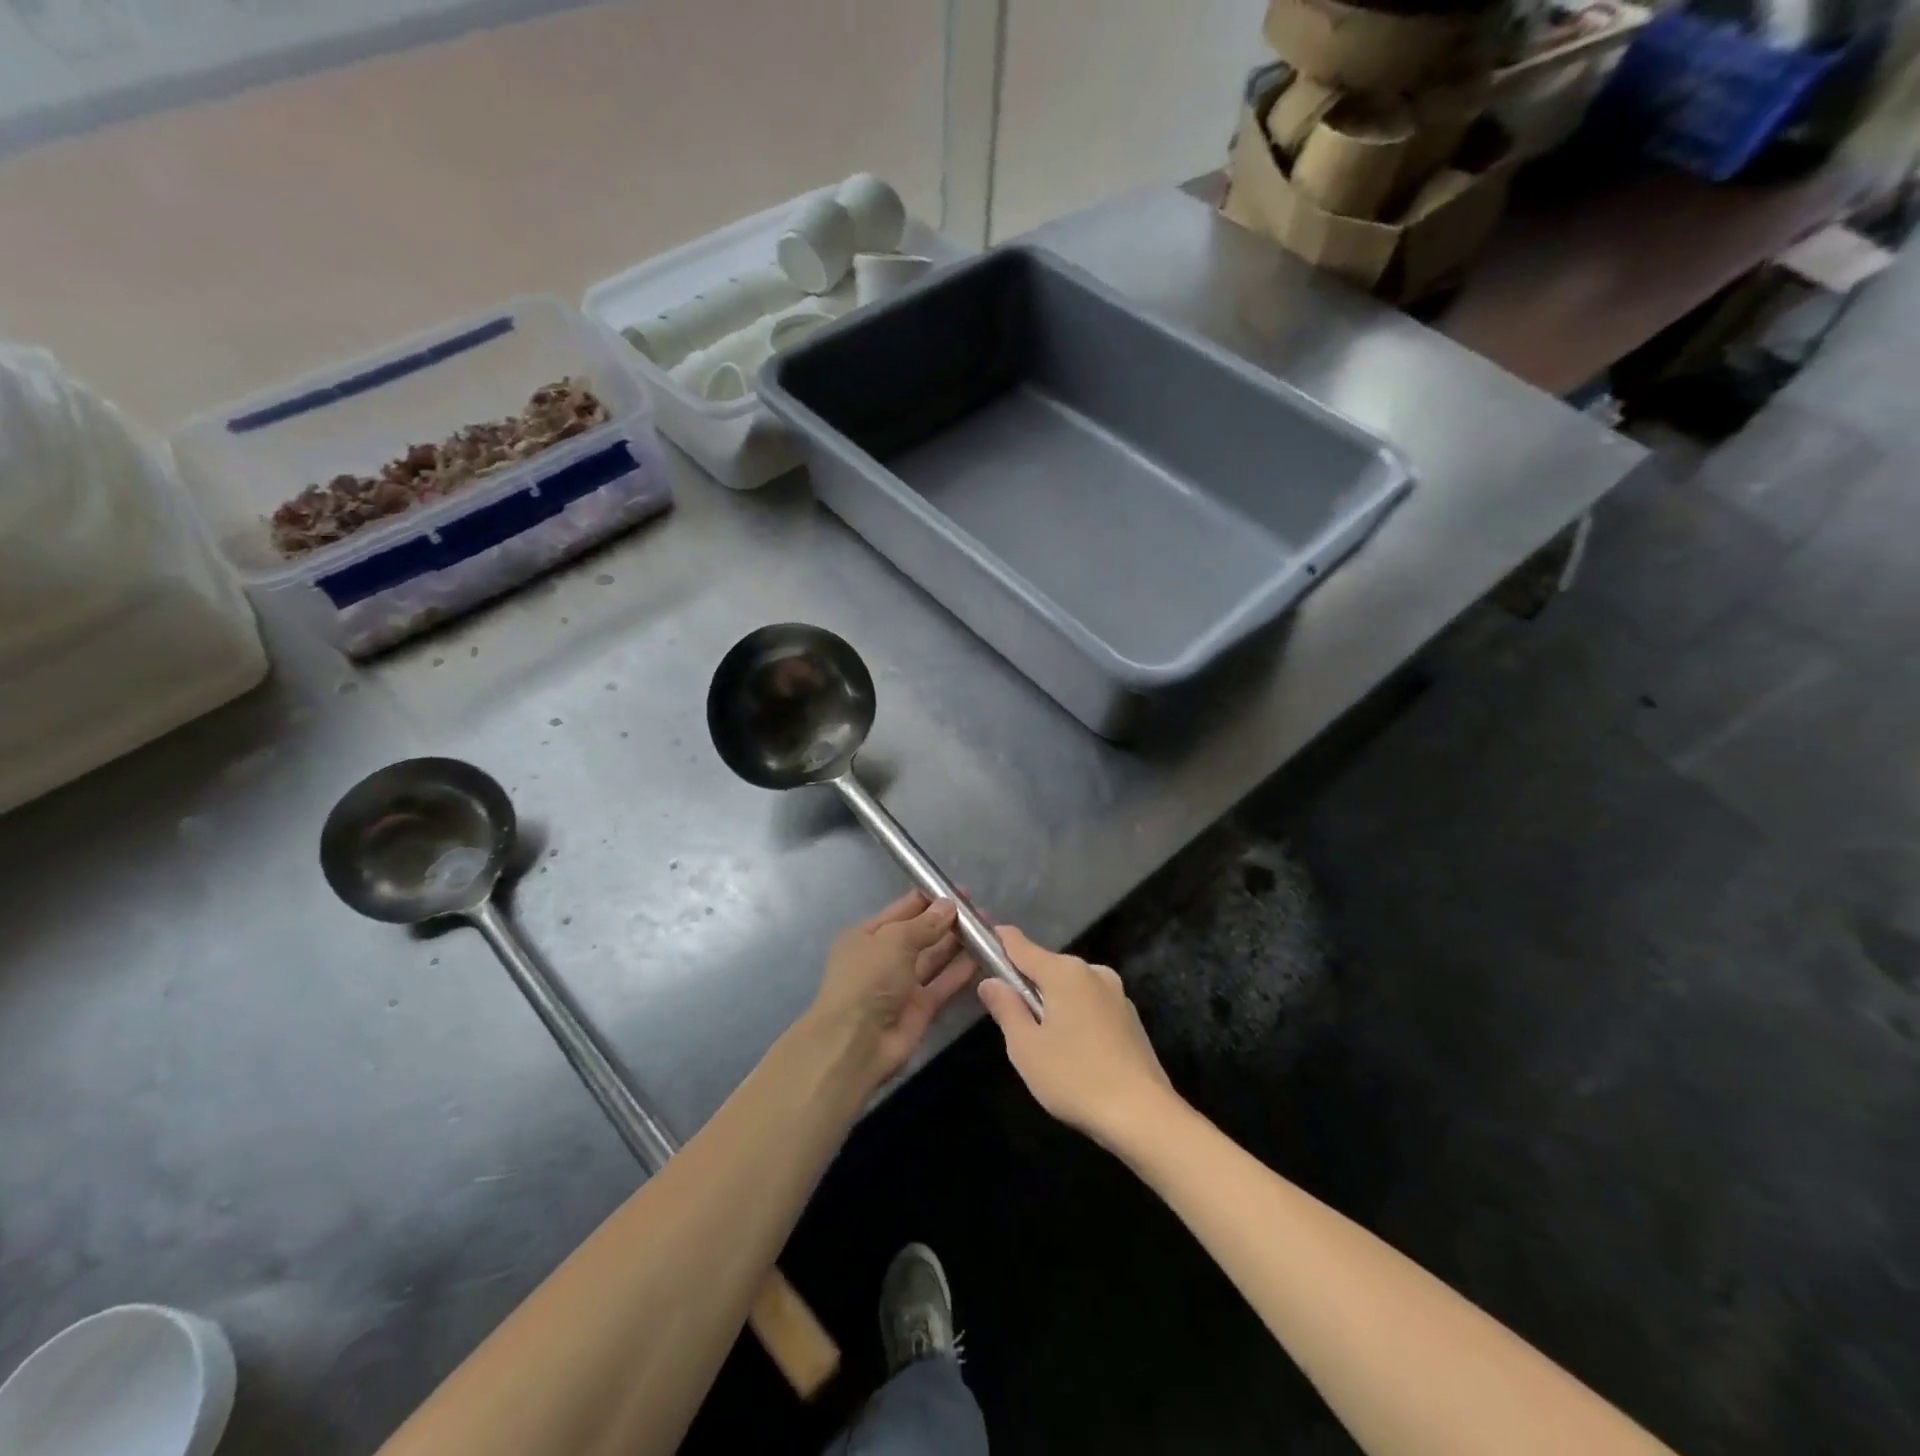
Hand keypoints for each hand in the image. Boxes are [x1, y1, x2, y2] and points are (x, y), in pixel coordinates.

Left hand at [810, 891, 976, 1091]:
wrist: (856, 1043)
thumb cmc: (868, 979)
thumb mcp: (894, 940)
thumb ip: (925, 923)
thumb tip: (949, 905)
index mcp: (868, 935)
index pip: (903, 909)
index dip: (930, 898)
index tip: (958, 890)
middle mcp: (885, 957)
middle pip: (921, 932)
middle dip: (947, 920)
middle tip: (979, 909)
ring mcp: (903, 983)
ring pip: (935, 957)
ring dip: (958, 942)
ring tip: (988, 927)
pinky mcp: (921, 1007)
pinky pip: (944, 982)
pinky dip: (962, 969)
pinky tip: (984, 955)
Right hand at [977, 927, 1176, 1147]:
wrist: (1144, 1115)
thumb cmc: (1075, 1078)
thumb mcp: (1026, 1047)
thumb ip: (1006, 1008)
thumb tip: (991, 981)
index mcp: (1064, 972)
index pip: (1021, 945)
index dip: (999, 941)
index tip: (980, 941)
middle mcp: (1092, 971)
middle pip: (1047, 967)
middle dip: (1027, 984)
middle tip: (1011, 1020)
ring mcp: (1116, 993)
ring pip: (1071, 988)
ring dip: (1053, 1003)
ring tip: (1044, 1044)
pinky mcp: (1130, 1017)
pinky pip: (1091, 1005)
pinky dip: (1076, 1017)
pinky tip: (1075, 1053)